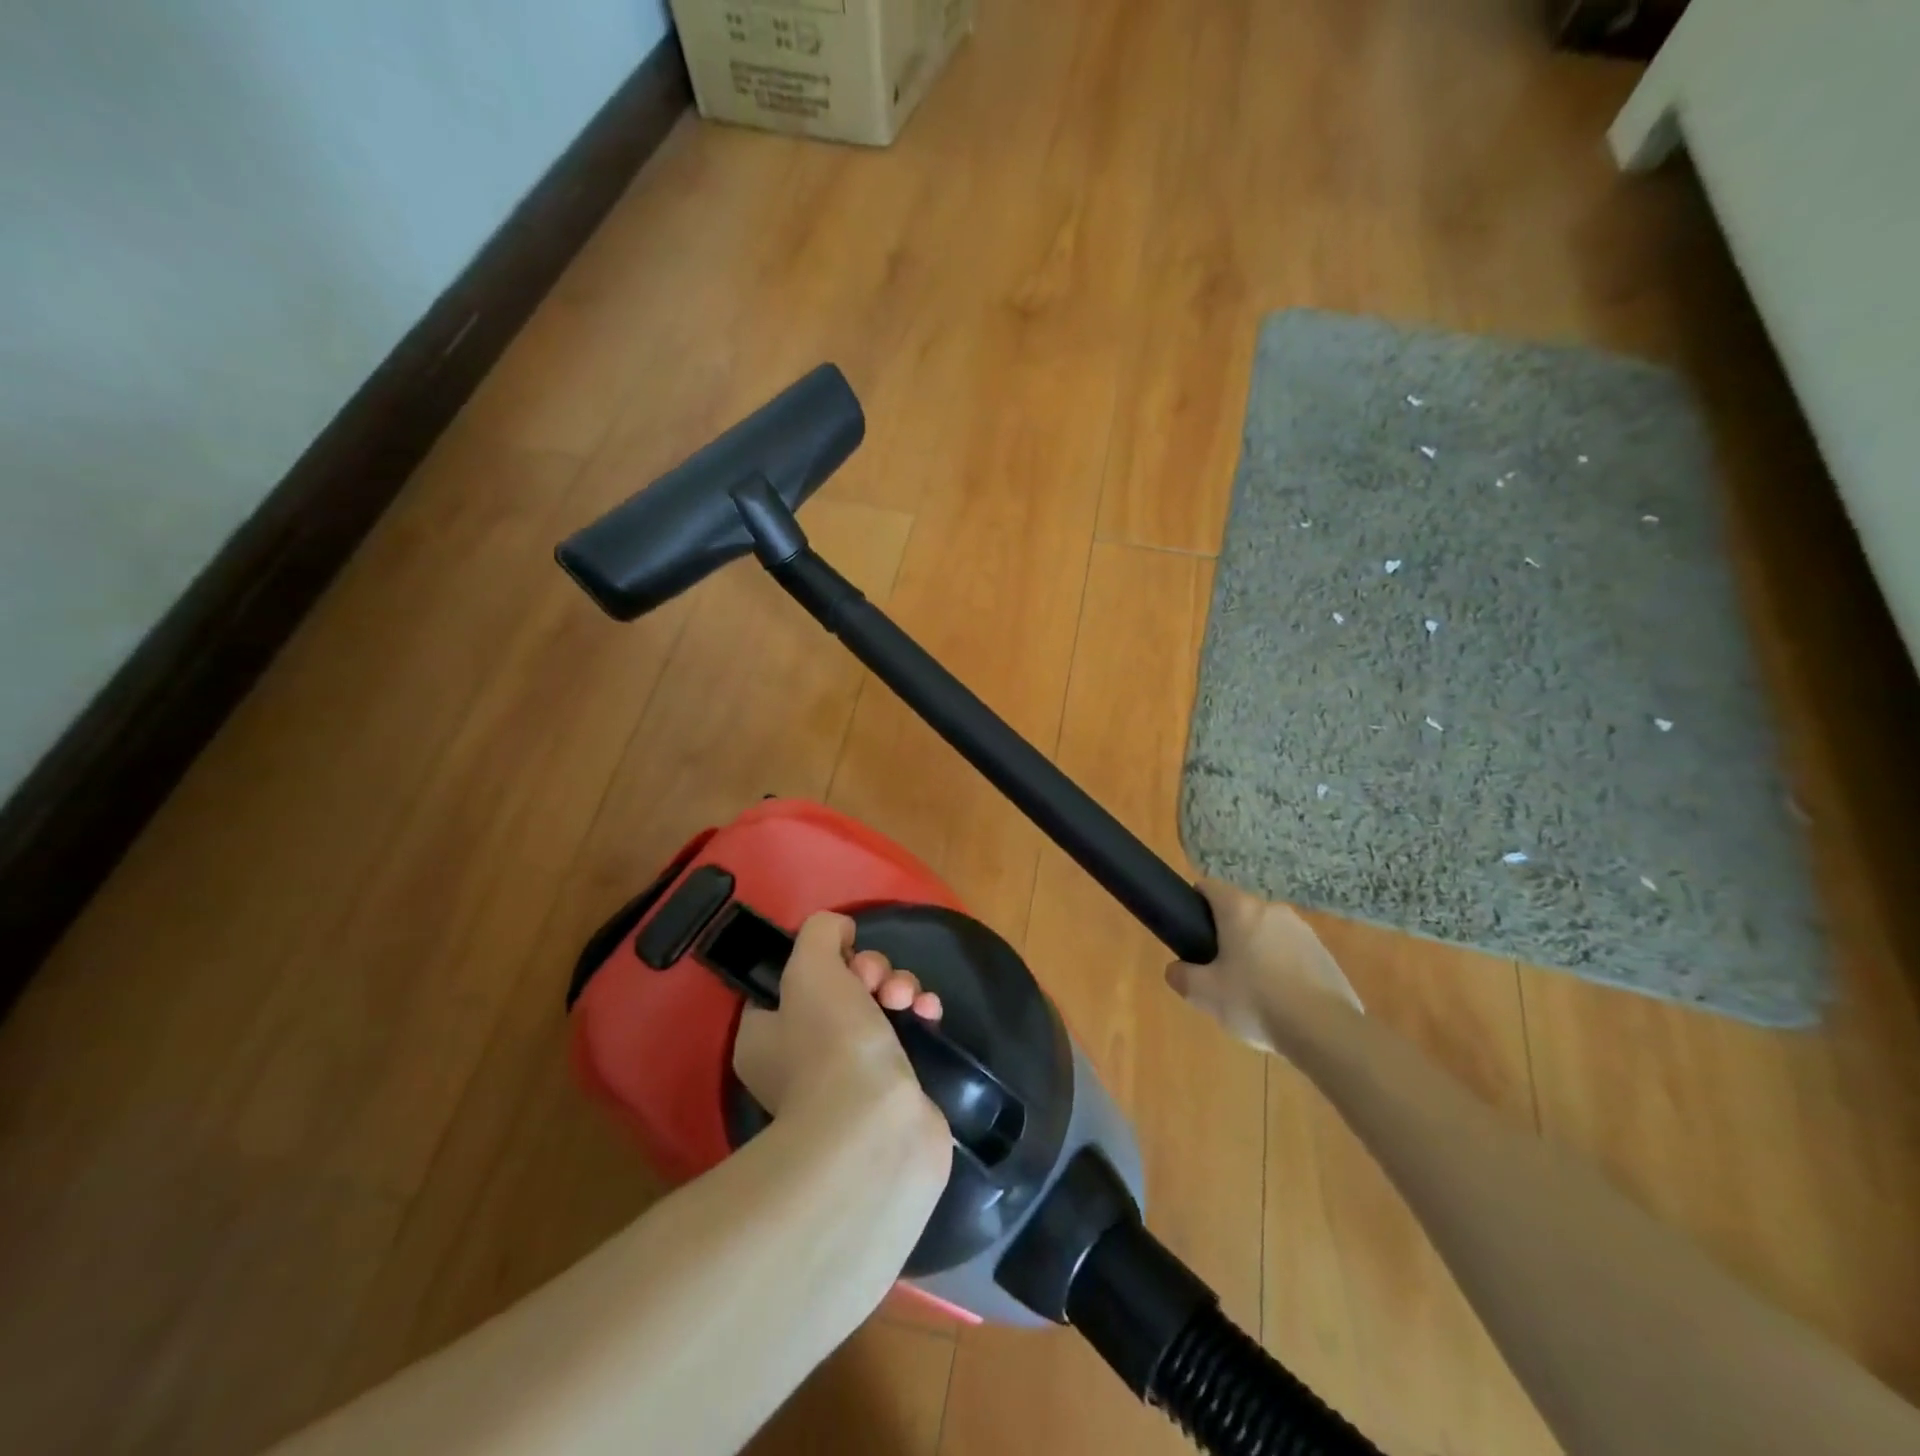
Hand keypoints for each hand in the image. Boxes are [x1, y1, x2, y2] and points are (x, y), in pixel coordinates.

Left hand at [733, 911, 945, 1120]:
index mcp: (766, 1036)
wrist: (877, 1128)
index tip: (844, 956)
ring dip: (899, 987)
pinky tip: (928, 1013)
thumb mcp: (811, 966)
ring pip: (878, 1005)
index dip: (823, 959)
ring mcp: (849, 1077)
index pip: (790, 980)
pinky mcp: (892, 1088)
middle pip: (841, 987)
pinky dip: (919, 1015)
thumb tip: (840, 933)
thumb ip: (820, 933)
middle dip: (869, 971)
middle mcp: (801, 1058)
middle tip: (877, 981)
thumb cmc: (830, 1044)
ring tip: (907, 998)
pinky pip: (906, 1033)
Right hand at [1165, 879, 1362, 1055]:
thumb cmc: (1256, 1002)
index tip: (1190, 930)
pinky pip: (1293, 954)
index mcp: (1240, 910)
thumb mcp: (1204, 994)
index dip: (1194, 903)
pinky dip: (1283, 969)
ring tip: (1253, 992)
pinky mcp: (1326, 955)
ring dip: (1257, 952)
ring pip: (1268, 933)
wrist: (1325, 1031)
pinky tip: (1282, 1001)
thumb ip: (1181, 976)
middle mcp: (1272, 910)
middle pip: (1240, 912)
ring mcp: (1304, 931)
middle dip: (1227, 935)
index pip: (1208, 887)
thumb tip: (1176, 970)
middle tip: (1219, 970)